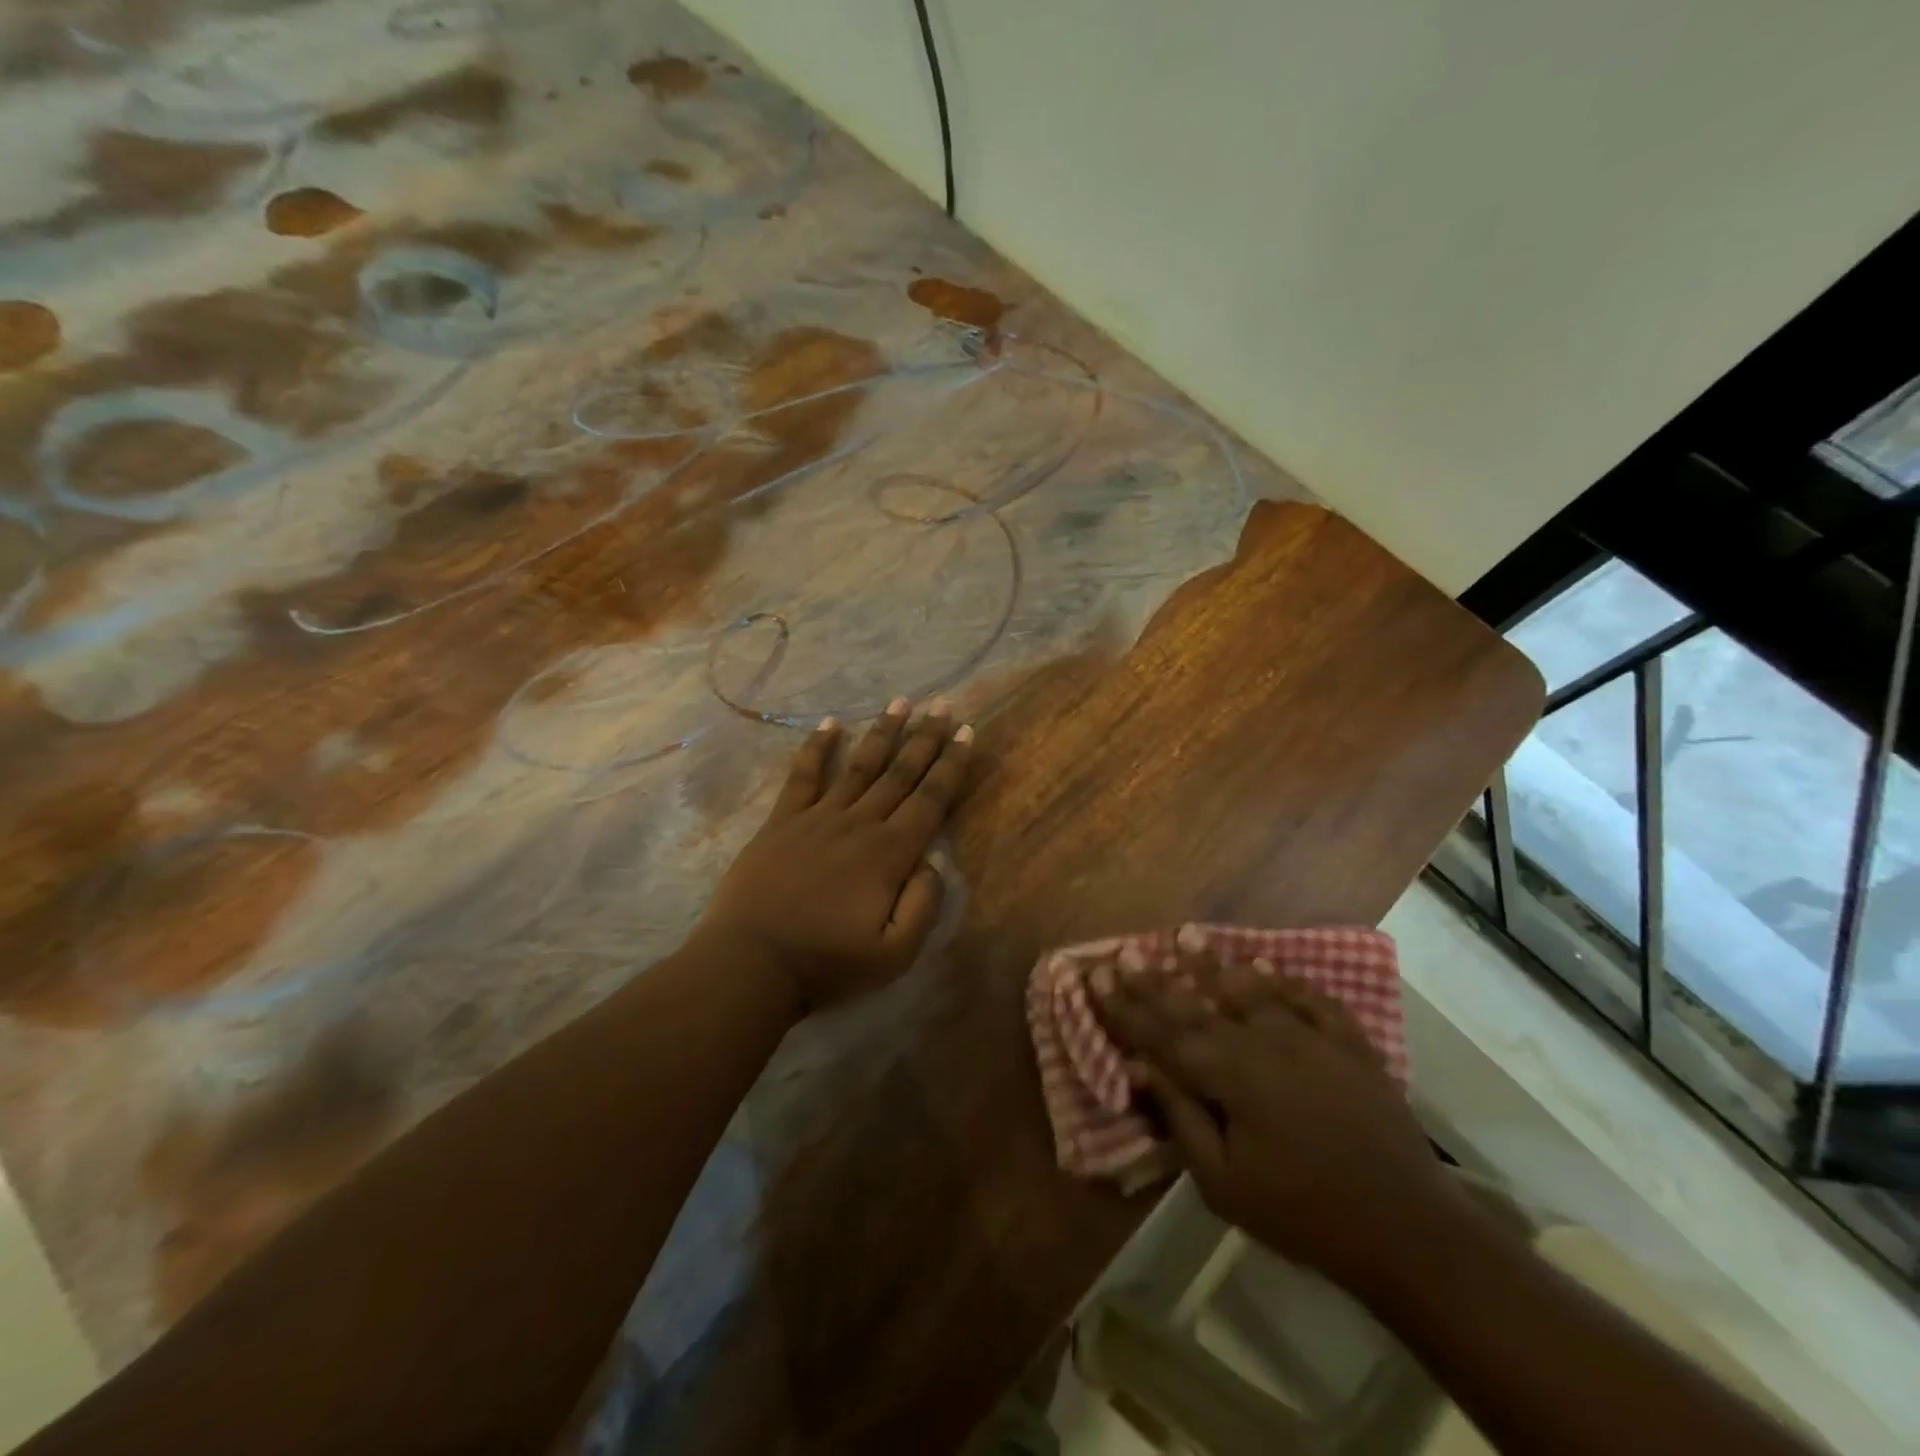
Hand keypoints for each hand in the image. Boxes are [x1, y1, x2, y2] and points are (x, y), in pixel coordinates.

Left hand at [699, 698, 972, 1014]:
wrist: (751, 964)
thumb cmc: (826, 964)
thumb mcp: (895, 955)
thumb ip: (924, 905)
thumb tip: (933, 863)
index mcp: (890, 854)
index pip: (931, 799)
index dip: (952, 765)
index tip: (967, 732)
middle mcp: (859, 824)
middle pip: (899, 772)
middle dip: (925, 737)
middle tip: (943, 705)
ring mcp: (818, 817)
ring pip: (859, 765)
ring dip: (883, 732)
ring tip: (901, 701)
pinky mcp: (783, 821)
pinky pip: (803, 775)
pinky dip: (817, 747)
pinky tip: (830, 723)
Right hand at [1090, 946, 1456, 1299]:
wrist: (1407, 1229)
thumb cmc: (1303, 1213)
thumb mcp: (1224, 1183)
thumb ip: (1181, 1118)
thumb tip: (1140, 1067)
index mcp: (1229, 1075)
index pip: (1162, 1034)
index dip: (1125, 1006)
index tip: (1096, 975)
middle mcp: (1264, 1042)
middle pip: (1197, 1005)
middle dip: (1156, 980)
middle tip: (1127, 951)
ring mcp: (1311, 1038)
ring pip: (1250, 990)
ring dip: (1214, 964)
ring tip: (1187, 935)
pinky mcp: (1350, 1045)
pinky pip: (1311, 1000)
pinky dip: (1285, 981)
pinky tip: (1265, 966)